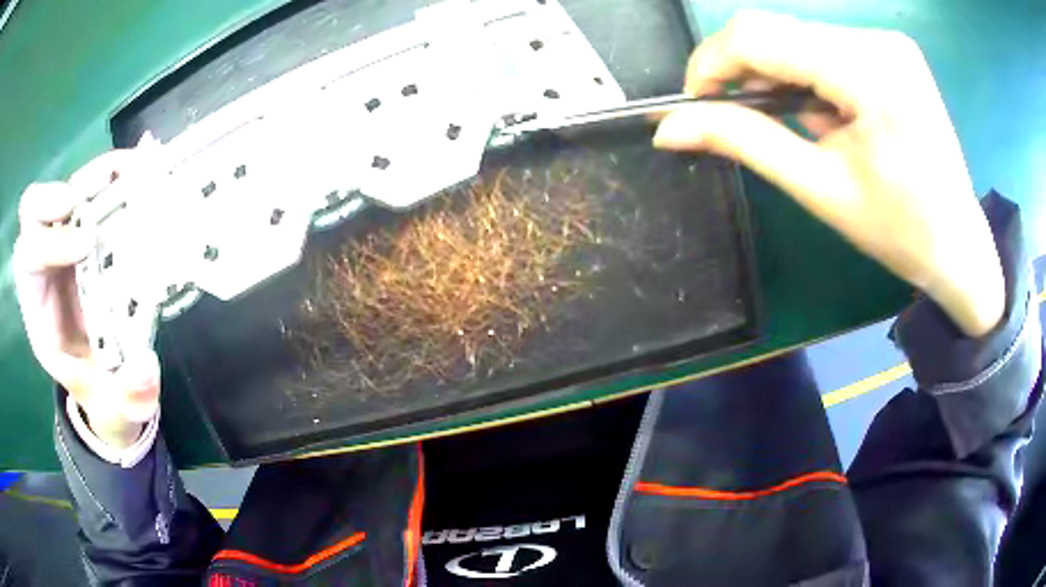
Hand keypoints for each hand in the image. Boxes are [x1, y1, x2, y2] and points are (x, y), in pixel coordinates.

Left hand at [13, 149, 160, 448]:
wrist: (109, 375)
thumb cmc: (101, 388)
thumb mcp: (113, 404)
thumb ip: (126, 397)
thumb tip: (145, 369)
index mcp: (38, 304)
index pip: (28, 255)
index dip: (50, 243)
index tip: (87, 247)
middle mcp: (45, 263)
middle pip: (34, 209)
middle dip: (58, 198)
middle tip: (94, 203)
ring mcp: (66, 240)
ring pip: (66, 188)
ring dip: (94, 176)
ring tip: (131, 173)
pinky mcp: (89, 228)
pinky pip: (95, 188)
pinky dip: (116, 174)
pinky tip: (141, 172)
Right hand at [654, 11, 1003, 336]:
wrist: (959, 246)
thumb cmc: (899, 231)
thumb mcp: (820, 188)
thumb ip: (745, 142)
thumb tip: (669, 127)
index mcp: (868, 74)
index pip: (758, 35)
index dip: (711, 63)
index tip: (696, 103)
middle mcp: (877, 40)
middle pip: (776, 30)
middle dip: (746, 71)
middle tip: (746, 120)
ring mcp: (887, 40)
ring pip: (798, 36)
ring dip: (781, 75)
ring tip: (808, 127)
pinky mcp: (891, 48)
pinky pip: (825, 45)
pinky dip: (809, 74)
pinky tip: (830, 113)